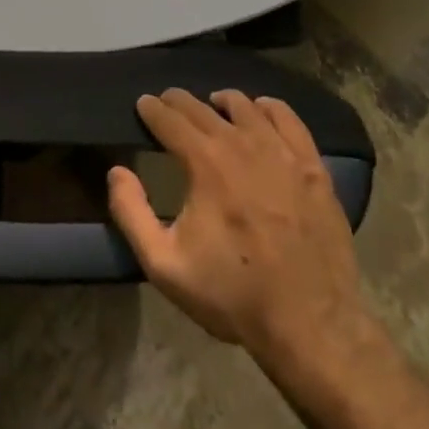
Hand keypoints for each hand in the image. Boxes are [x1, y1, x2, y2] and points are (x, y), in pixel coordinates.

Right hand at [108, 89, 378, 370]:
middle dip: (179, 102)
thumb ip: (132, 214)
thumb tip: (116, 171)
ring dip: (221, 102)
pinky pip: (287, 118)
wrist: (312, 327)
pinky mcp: (312, 166)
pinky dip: (268, 108)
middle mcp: (241, 144)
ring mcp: (281, 152)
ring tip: (213, 109)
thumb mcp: (166, 266)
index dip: (152, 108)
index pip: (169, 118)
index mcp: (204, 162)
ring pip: (244, 105)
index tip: (143, 105)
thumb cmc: (234, 295)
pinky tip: (260, 114)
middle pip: (202, 107)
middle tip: (168, 104)